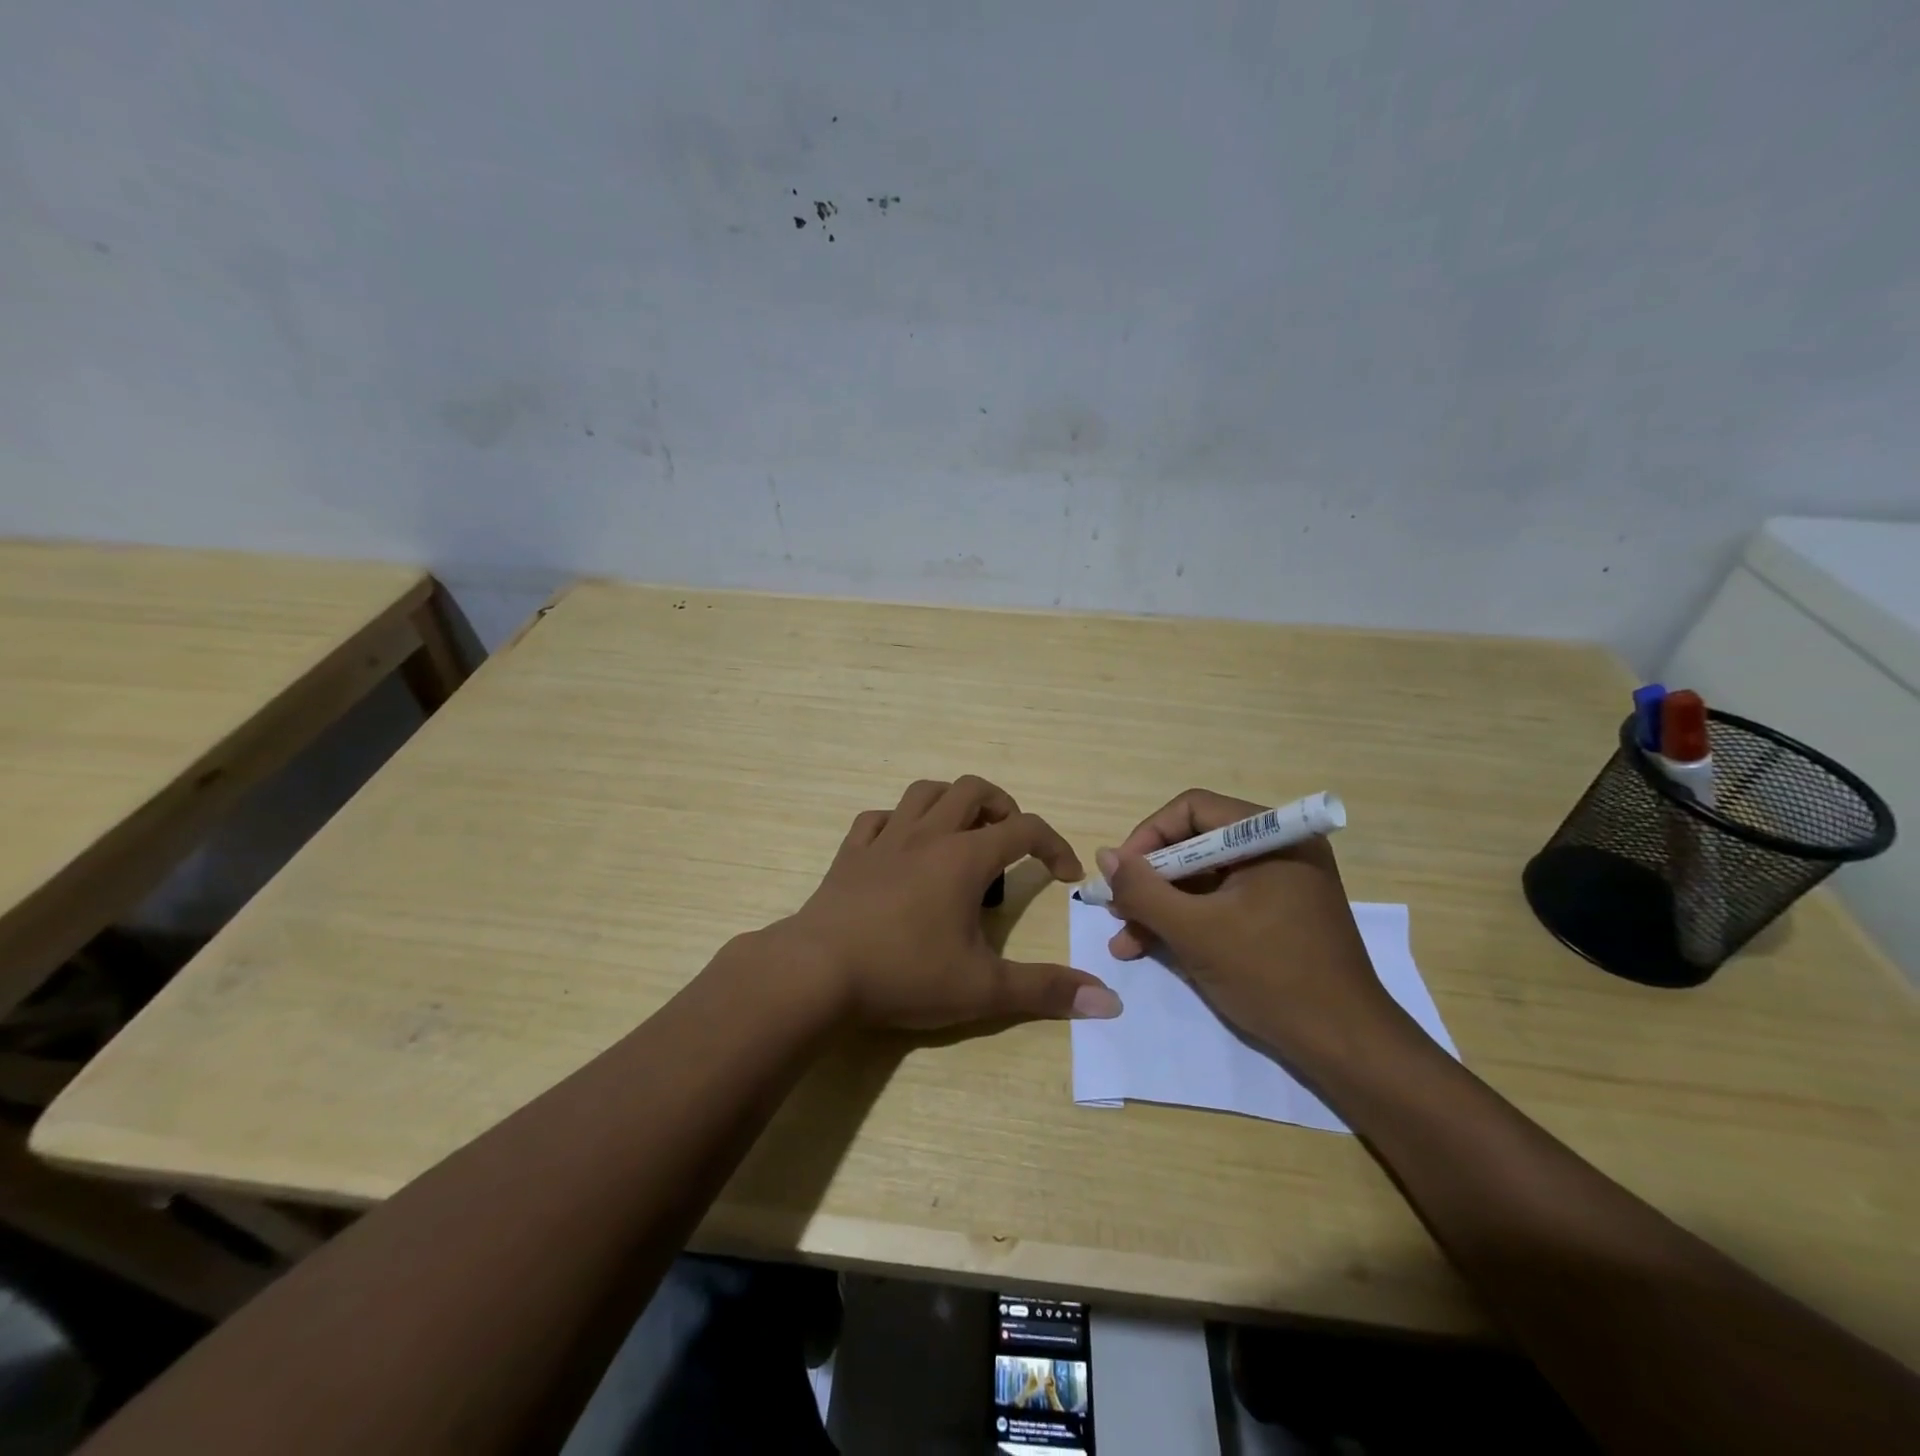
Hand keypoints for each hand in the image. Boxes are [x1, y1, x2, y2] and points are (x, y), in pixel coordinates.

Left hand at [777, 776, 1121, 1029]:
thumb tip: (1109, 1001)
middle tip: (1012, 841)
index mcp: (964, 858)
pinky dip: (898, 821)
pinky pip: (877, 818)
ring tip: (963, 833)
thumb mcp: (982, 989)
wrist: (818, 971)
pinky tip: (902, 846)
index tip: (1066, 874)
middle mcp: (927, 835)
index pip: (1024, 830)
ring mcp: (885, 839)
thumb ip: (1045, 991)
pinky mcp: (851, 853)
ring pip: (925, 792)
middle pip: (974, 790)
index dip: (1054, 845)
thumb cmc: (905, 974)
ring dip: (952, 802)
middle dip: (1003, 807)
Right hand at [1097, 788, 1400, 1067]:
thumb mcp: (1195, 931)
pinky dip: (1187, 921)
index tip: (1120, 875)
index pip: (1193, 810)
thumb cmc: (1271, 976)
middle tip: (1117, 909)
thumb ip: (1143, 890)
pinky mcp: (1278, 915)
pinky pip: (1221, 902)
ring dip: (1161, 906)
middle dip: (1150, 879)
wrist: (1346, 1047)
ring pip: (1203, 878)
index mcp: (1272, 837)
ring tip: (1124, 939)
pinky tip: (1151, 948)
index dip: (1148, 837)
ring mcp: (1280, 884)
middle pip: (1195, 844)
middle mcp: (1278, 849)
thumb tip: (1104, 857)